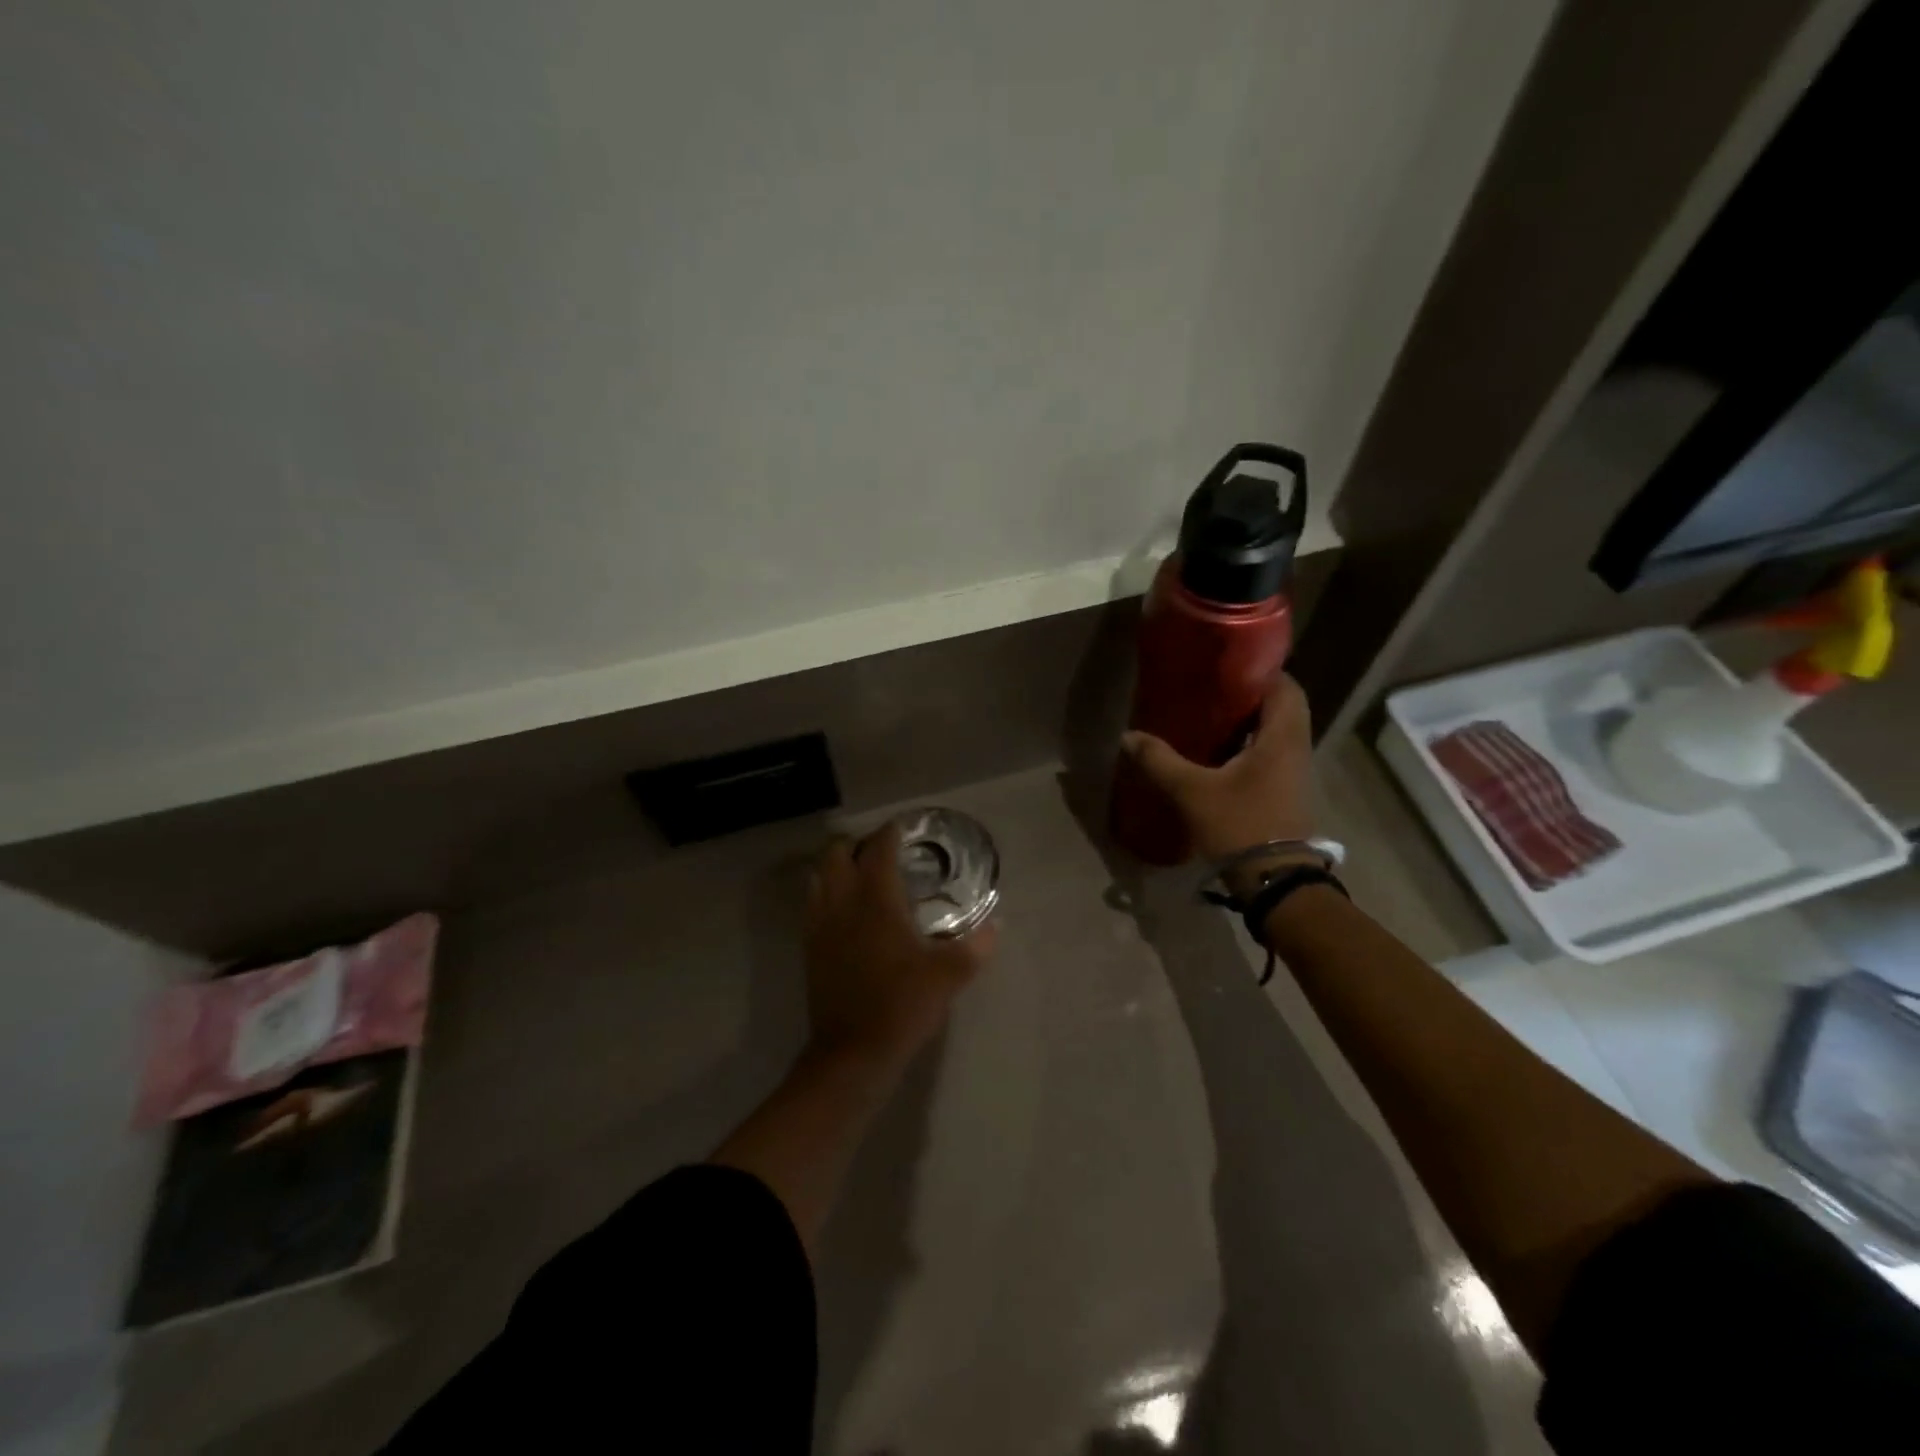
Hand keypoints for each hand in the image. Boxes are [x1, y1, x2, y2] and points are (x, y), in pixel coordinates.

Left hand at [803, 824, 996, 1075]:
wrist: (852, 1053)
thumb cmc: (902, 1005)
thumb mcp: (948, 976)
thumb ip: (975, 947)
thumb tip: (996, 926)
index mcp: (876, 900)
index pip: (878, 849)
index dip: (890, 833)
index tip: (903, 827)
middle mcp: (842, 903)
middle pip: (837, 854)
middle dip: (857, 844)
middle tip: (883, 852)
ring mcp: (821, 925)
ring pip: (819, 876)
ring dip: (837, 866)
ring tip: (862, 875)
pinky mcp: (810, 948)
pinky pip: (813, 904)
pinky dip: (826, 893)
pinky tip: (846, 911)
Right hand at [1121, 674, 1316, 887]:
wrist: (1274, 881)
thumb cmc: (1240, 825)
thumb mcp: (1192, 791)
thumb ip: (1159, 760)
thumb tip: (1128, 737)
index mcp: (1283, 737)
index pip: (1285, 686)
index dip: (1260, 671)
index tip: (1226, 666)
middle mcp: (1296, 748)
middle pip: (1279, 708)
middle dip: (1247, 697)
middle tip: (1208, 691)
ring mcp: (1294, 773)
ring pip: (1274, 733)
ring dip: (1246, 723)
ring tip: (1207, 718)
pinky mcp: (1285, 793)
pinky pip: (1269, 755)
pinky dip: (1246, 747)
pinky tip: (1215, 755)